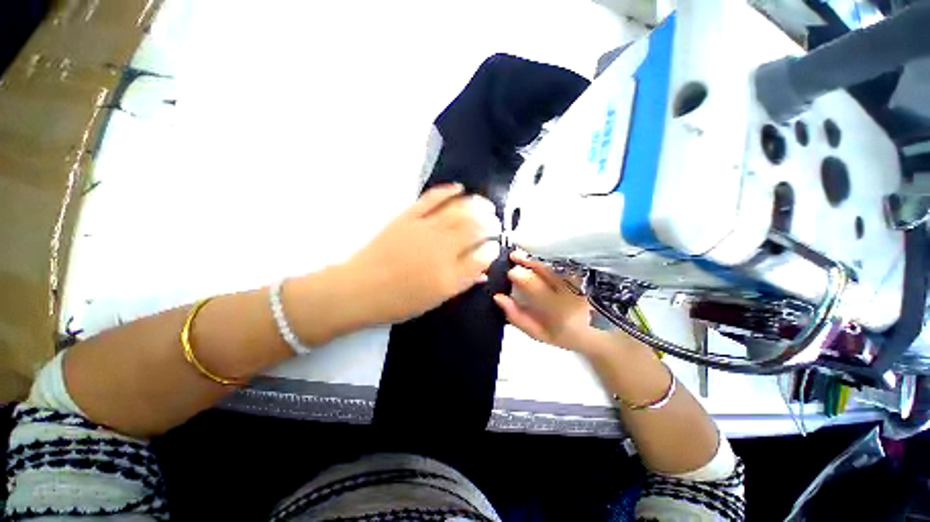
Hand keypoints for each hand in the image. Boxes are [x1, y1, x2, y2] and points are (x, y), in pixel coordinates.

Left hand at [342, 183, 500, 324]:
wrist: (360, 289)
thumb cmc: (400, 301)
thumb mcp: (436, 299)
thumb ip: (463, 283)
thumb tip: (483, 271)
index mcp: (450, 274)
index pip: (481, 256)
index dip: (492, 248)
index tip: (495, 245)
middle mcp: (442, 249)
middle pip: (474, 229)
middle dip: (490, 223)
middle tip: (496, 221)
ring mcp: (425, 229)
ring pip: (458, 211)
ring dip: (476, 205)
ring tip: (486, 205)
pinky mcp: (408, 217)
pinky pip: (431, 199)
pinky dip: (447, 191)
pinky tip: (459, 188)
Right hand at [494, 251, 610, 354]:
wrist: (605, 334)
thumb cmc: (567, 336)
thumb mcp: (539, 334)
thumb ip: (517, 317)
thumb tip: (498, 297)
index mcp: (555, 308)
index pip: (530, 283)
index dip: (516, 274)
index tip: (509, 273)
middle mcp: (569, 290)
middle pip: (543, 267)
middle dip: (525, 259)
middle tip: (514, 256)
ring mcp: (581, 279)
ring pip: (555, 261)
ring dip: (537, 256)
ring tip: (524, 253)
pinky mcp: (588, 273)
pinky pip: (566, 261)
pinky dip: (551, 257)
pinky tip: (543, 256)